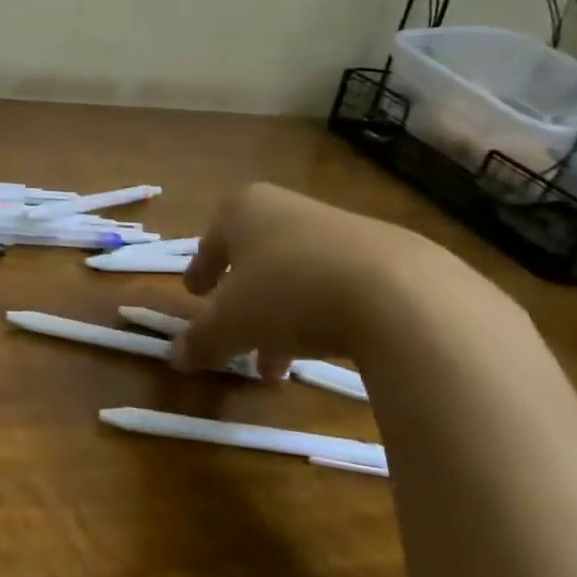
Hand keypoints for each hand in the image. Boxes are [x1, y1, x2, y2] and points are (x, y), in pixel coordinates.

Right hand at [172, 182, 436, 381]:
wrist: (401, 295)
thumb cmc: (289, 293)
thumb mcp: (232, 323)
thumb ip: (201, 340)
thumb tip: (175, 357)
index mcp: (244, 209)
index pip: (212, 238)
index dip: (201, 269)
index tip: (195, 293)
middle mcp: (289, 209)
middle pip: (256, 260)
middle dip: (245, 305)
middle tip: (237, 340)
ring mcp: (342, 228)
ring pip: (298, 276)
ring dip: (283, 319)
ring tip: (282, 367)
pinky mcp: (389, 255)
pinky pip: (341, 285)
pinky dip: (326, 315)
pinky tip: (329, 348)